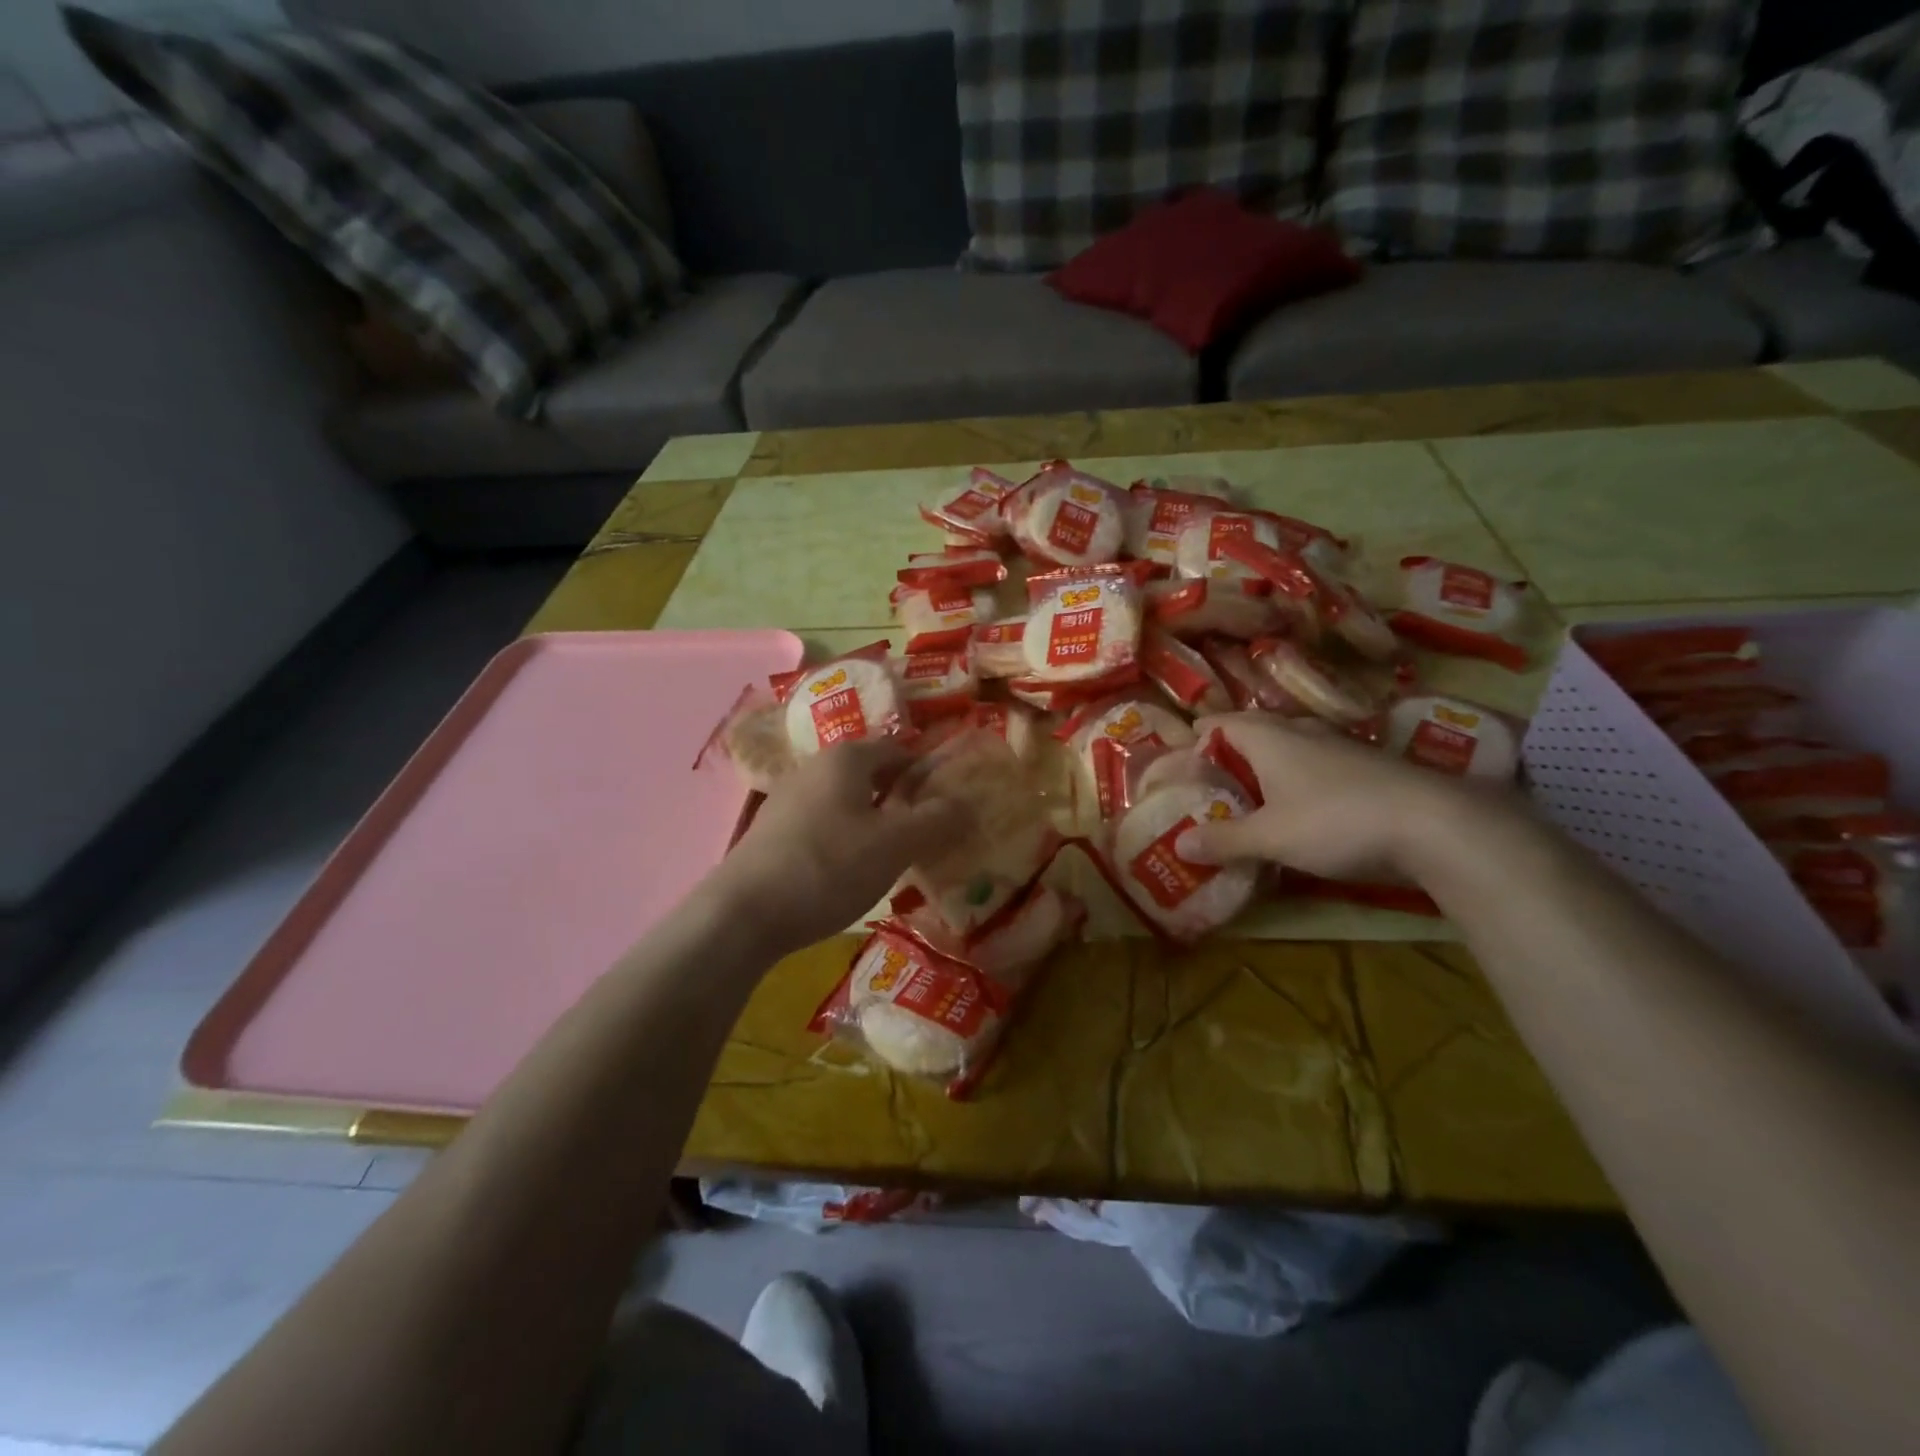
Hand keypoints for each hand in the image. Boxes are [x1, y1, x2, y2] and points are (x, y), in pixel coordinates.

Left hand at [708, 739, 971, 953]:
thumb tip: (966, 803)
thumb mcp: (895, 845)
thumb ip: (936, 820)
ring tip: (892, 857)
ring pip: (845, 801)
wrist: (743, 913)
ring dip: (872, 822)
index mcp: (847, 758)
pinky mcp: (771, 832)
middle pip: (870, 775)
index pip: (898, 751)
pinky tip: (848, 872)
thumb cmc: (828, 866)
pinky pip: (822, 824)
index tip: (947, 805)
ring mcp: (787, 798)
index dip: (926, 774)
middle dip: (900, 799)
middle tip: (925, 833)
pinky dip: (843, 839)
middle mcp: (814, 767)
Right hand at [1178, 713, 1488, 882]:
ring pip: (1288, 747)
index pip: (1219, 724)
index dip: (1196, 740)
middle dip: (1229, 754)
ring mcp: (1338, 747)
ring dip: (1265, 767)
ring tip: (1249, 796)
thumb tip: (1178, 844)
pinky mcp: (1365, 767)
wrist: (1435, 824)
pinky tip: (1300, 809)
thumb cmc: (1335, 820)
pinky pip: (1315, 765)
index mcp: (1268, 738)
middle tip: (1209, 784)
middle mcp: (1300, 732)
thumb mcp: (1271, 837)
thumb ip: (1224, 839)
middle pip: (1252, 732)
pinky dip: (1297, 780)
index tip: (1180, 764)